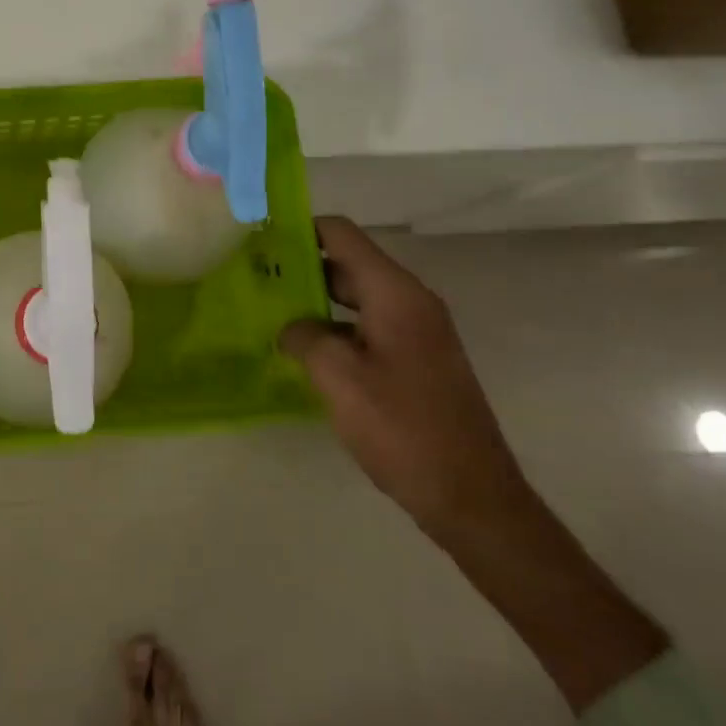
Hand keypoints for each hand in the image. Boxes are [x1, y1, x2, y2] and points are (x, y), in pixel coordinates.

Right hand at [279, 216, 530, 538]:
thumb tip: (291, 327)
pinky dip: (335, 327)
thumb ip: (305, 337)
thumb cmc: (402, 428)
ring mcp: (418, 332)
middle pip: (349, 263)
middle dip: (301, 266)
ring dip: (316, 300)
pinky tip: (304, 350)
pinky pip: (368, 326)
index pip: (342, 234)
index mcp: (395, 294)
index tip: (259, 240)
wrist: (471, 496)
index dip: (300, 229)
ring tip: (270, 312)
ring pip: (357, 297)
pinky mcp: (417, 360)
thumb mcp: (339, 378)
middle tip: (254, 279)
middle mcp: (410, 302)